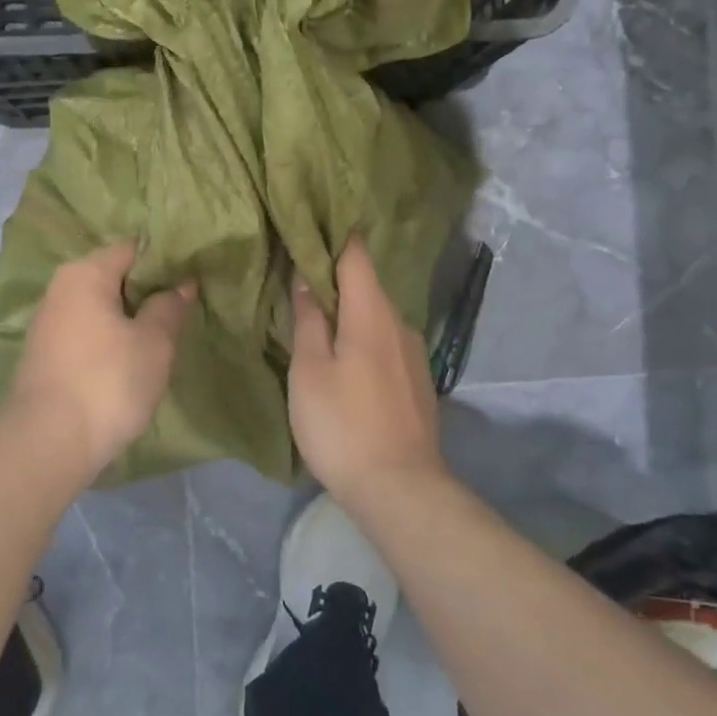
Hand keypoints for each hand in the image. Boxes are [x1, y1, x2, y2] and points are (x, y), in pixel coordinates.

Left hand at [4, 239, 195, 478]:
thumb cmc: (107, 381)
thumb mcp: (153, 342)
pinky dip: (110, 338)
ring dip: (129, 317)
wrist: (48, 443)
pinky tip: (131, 358)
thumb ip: (169, 307)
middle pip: (113, 276)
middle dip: (148, 289)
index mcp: (85, 273)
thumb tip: (182, 284)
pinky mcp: (46, 356)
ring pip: (100, 307)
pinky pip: (87, 333)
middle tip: (184, 306)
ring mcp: (49, 324)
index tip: (192, 275)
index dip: (165, 259)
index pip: (132, 248)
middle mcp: (61, 289)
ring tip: (163, 333)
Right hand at [289, 236, 445, 494]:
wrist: (400, 489)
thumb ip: (308, 320)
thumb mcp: (309, 371)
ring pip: (377, 316)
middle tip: (298, 277)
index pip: (356, 254)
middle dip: (335, 277)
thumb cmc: (342, 425)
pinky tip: (347, 358)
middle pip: (367, 284)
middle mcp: (401, 323)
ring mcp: (415, 353)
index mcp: (372, 313)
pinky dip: (364, 337)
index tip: (308, 227)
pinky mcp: (418, 381)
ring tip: (318, 319)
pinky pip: (387, 342)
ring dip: (350, 311)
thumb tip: (304, 278)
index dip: (333, 236)